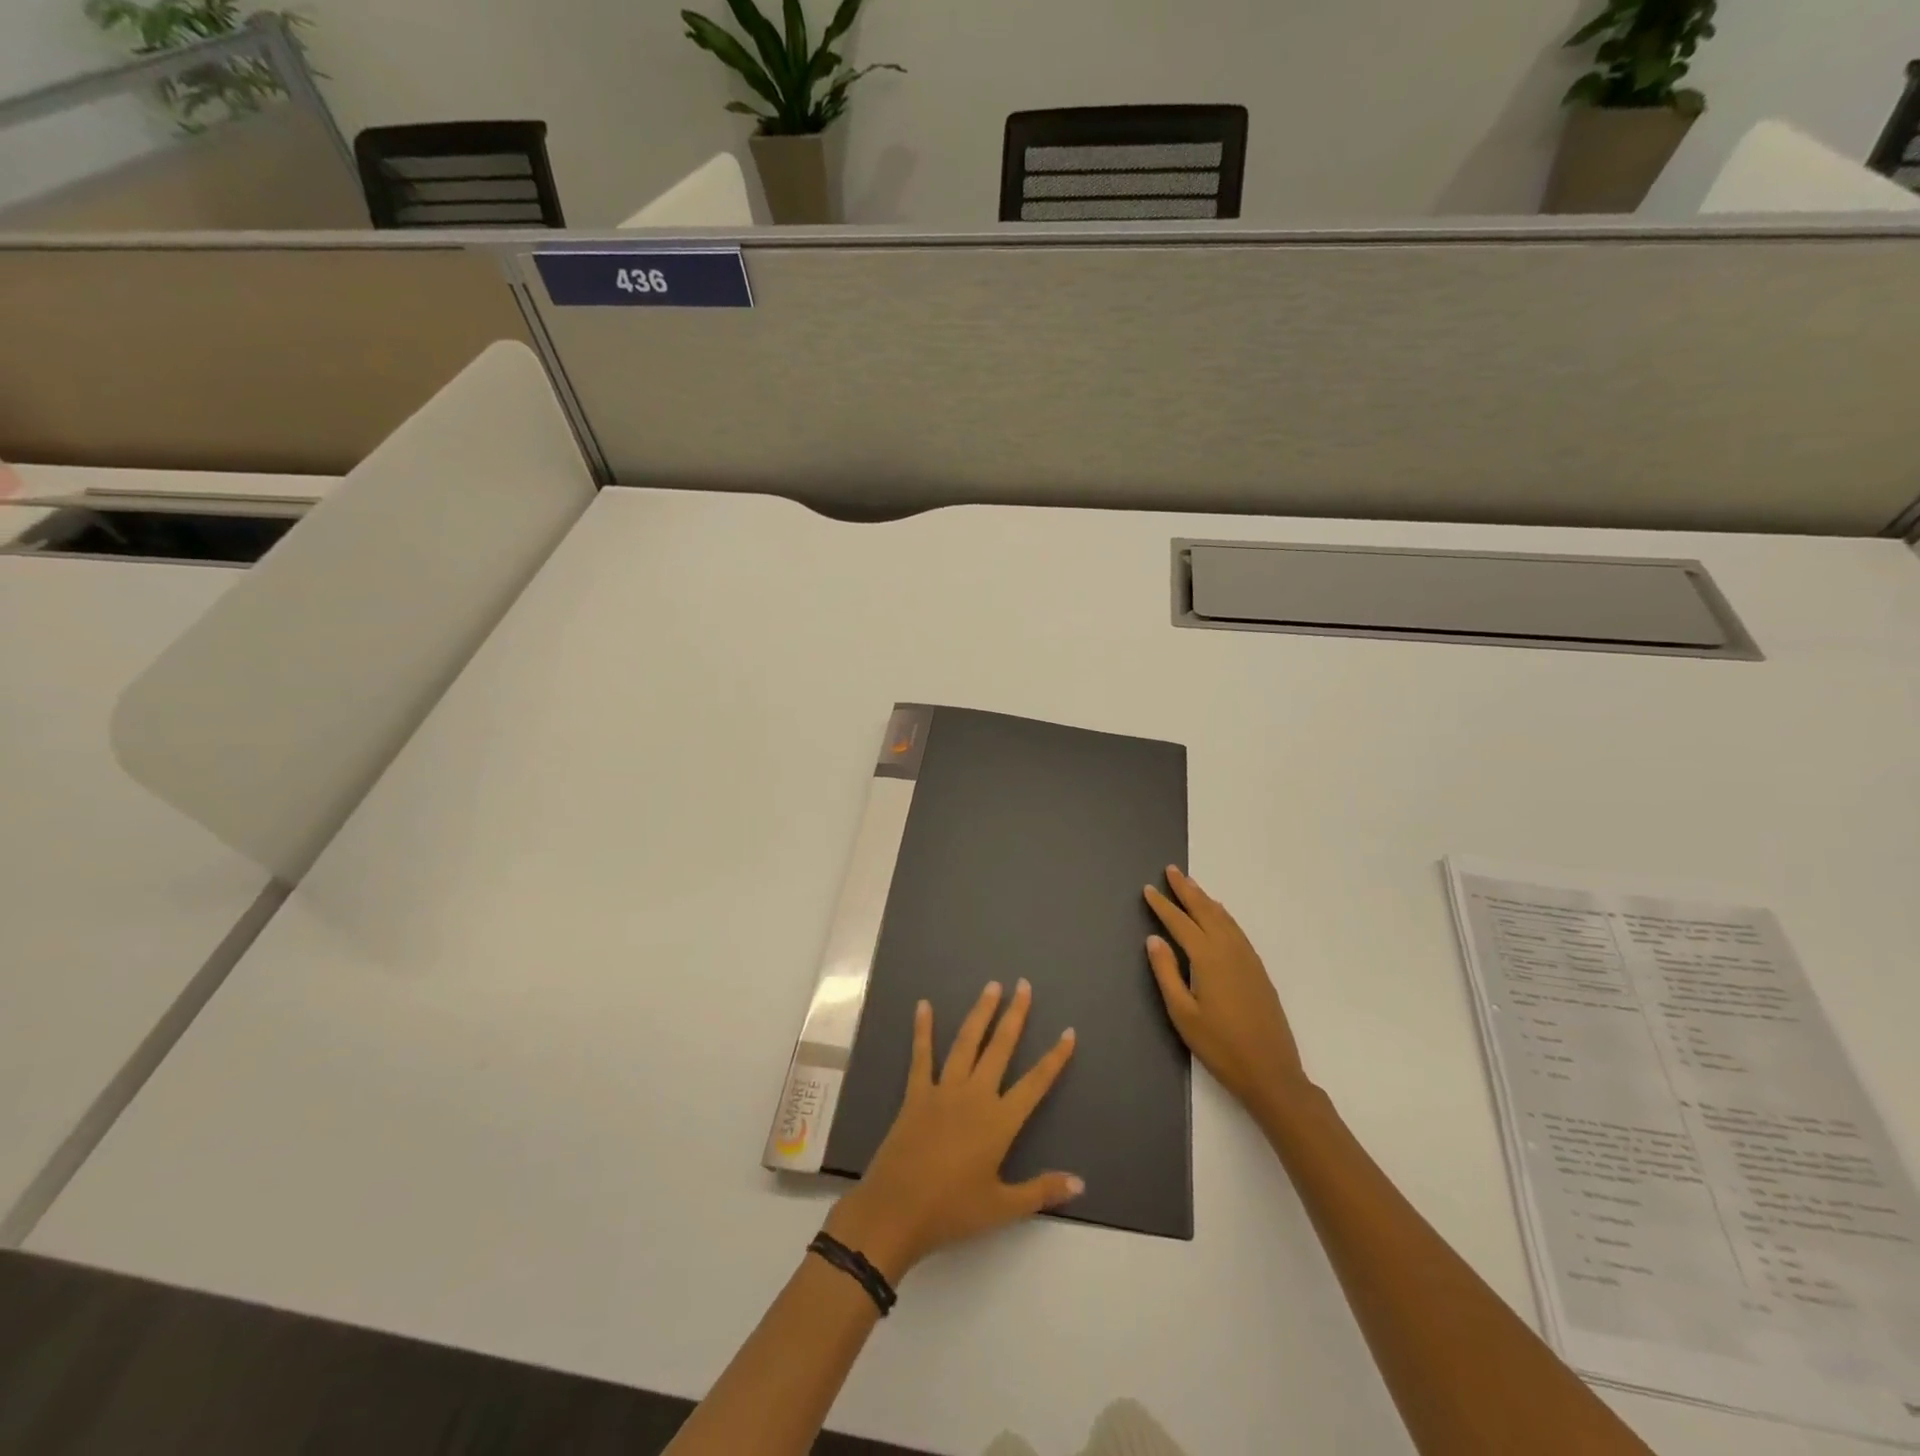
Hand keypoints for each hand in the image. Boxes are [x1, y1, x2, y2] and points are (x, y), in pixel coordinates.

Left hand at [824, 980, 1080, 1282]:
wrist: (895, 1211)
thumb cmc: (952, 1211)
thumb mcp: (1002, 1207)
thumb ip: (1041, 1191)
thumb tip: (1080, 1183)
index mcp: (999, 1122)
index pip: (1035, 1083)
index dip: (1054, 1058)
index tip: (1068, 1032)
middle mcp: (975, 1095)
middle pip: (1000, 1048)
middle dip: (1015, 1015)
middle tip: (1024, 985)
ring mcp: (943, 1090)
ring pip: (967, 1043)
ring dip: (980, 1013)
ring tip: (992, 986)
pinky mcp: (916, 1093)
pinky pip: (921, 1056)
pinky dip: (923, 1030)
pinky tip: (924, 1006)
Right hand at [1145, 866, 1312, 1116]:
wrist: (1272, 1072)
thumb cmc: (1220, 1046)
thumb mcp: (1183, 1013)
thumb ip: (1166, 973)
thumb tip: (1154, 939)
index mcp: (1208, 958)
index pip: (1180, 923)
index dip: (1163, 905)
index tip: (1148, 889)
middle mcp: (1229, 950)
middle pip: (1205, 911)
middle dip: (1187, 890)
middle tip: (1171, 870)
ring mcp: (1248, 959)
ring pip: (1224, 918)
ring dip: (1205, 899)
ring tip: (1191, 885)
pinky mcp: (1258, 970)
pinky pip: (1236, 930)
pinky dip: (1223, 915)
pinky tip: (1219, 915)